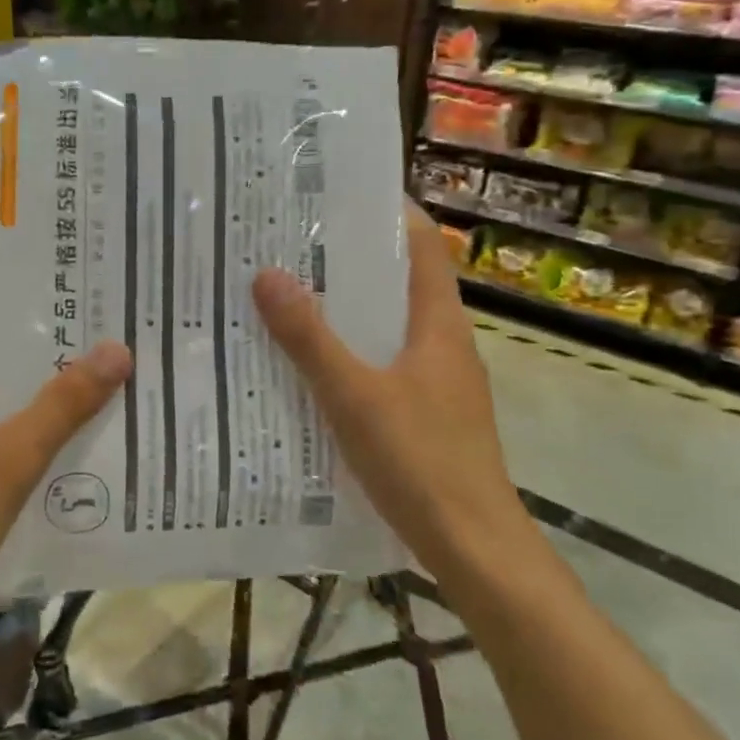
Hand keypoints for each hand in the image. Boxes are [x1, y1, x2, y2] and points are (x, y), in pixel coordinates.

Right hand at [251, 207, 528, 576]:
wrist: (472, 545)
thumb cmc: (420, 460)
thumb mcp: (354, 396)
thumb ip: (310, 339)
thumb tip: (267, 274)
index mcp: (439, 324)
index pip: (421, 246)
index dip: (388, 213)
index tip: (336, 195)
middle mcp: (445, 343)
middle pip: (400, 284)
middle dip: (353, 262)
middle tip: (293, 245)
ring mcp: (440, 382)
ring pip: (390, 328)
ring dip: (349, 311)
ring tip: (292, 297)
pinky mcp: (428, 415)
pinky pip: (386, 367)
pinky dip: (353, 355)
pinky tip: (313, 369)